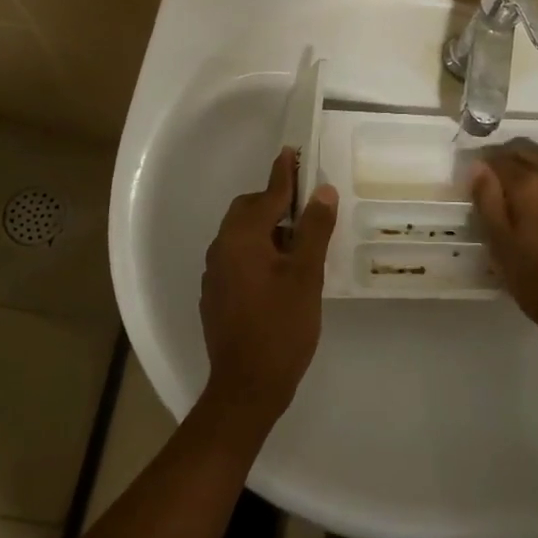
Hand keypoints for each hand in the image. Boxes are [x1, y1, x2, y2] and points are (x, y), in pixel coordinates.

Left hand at [199, 148, 338, 423]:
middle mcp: (220, 249)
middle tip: (308, 208)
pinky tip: (280, 274)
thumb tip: (323, 191)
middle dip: (275, 203)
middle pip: (248, 212)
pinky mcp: (216, 295)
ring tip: (300, 243)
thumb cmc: (281, 326)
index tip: (293, 151)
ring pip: (242, 236)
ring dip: (268, 230)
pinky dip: (258, 252)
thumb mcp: (306, 275)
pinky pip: (238, 258)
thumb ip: (313, 229)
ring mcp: (214, 274)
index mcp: (241, 238)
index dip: (284, 174)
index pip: (267, 195)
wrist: (246, 386)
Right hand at [470, 138, 537, 324]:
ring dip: (531, 163)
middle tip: (491, 173)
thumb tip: (479, 168)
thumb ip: (487, 200)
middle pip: (529, 150)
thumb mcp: (500, 243)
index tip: (472, 172)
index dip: (483, 160)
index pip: (500, 157)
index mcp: (530, 184)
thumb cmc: (537, 277)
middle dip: (507, 155)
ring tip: (515, 185)